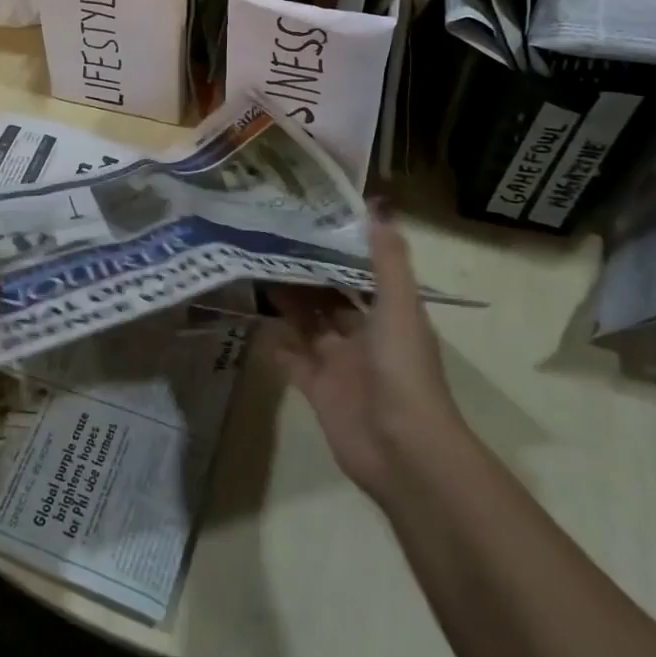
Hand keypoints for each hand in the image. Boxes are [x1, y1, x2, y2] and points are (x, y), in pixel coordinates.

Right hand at [264, 214, 464, 501]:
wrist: (402, 449)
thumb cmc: (403, 369)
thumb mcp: (399, 306)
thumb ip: (388, 259)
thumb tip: (378, 207)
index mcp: (388, 314)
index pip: (360, 273)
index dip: (339, 249)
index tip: (309, 220)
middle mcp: (364, 336)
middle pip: (330, 298)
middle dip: (306, 273)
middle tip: (270, 241)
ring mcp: (340, 364)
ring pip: (309, 325)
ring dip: (287, 302)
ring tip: (255, 270)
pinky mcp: (317, 389)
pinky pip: (291, 360)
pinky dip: (275, 344)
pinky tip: (251, 322)